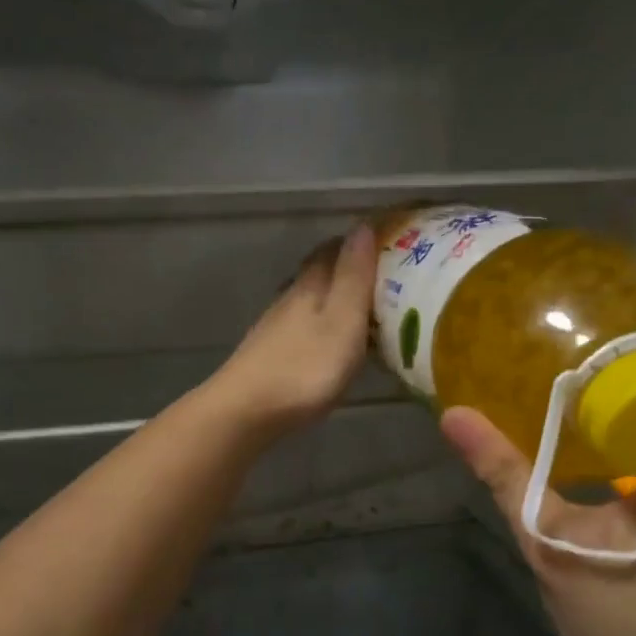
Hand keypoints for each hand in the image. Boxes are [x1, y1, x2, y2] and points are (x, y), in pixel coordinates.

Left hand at [207, 224, 379, 438]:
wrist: (247, 410)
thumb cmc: (305, 366)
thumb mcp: (343, 320)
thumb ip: (354, 276)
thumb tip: (363, 226)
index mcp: (311, 284)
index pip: (335, 248)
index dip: (360, 243)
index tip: (389, 244)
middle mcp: (291, 296)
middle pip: (321, 271)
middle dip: (350, 269)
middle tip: (385, 278)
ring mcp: (278, 325)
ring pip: (312, 299)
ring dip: (337, 298)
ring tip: (367, 310)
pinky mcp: (272, 352)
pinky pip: (305, 325)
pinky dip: (324, 324)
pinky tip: (334, 341)